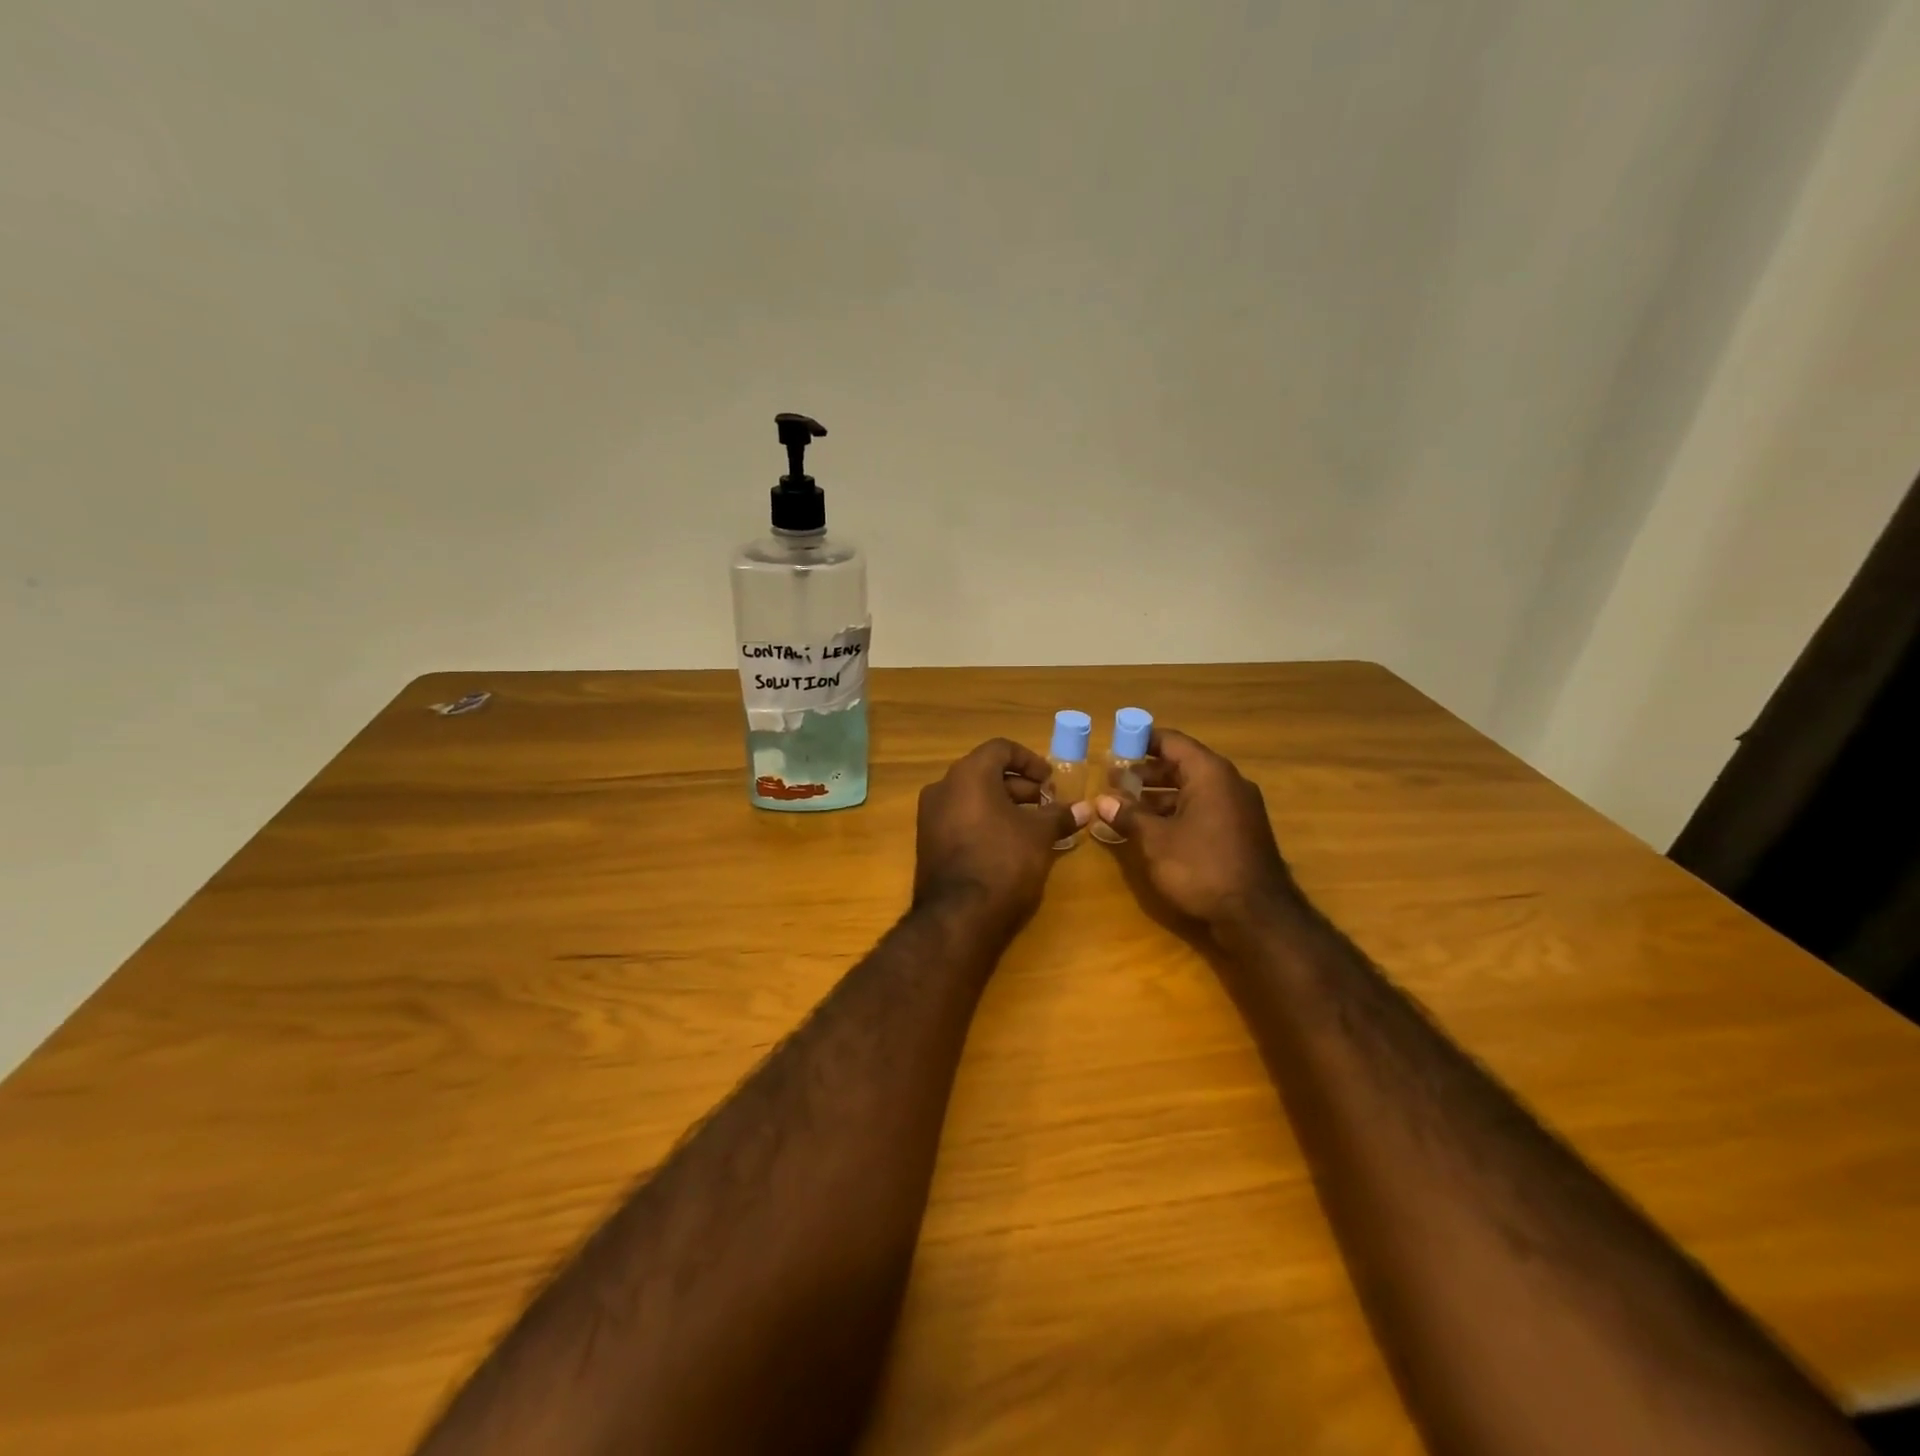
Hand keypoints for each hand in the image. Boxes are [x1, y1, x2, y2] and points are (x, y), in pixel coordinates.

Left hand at [915, 739, 1088, 930]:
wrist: (959, 916)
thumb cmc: (1003, 861)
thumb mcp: (1039, 835)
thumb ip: (1059, 815)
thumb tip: (1084, 809)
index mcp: (968, 774)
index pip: (1001, 749)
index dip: (1030, 760)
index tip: (1051, 781)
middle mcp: (943, 787)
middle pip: (985, 773)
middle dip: (1020, 787)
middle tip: (1047, 804)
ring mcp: (931, 816)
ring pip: (973, 798)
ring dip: (1004, 805)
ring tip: (1033, 826)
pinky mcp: (928, 843)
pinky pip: (961, 819)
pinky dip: (985, 822)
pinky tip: (1009, 844)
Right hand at [1094, 729, 1298, 930]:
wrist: (1257, 916)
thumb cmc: (1202, 867)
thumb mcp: (1156, 841)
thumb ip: (1129, 816)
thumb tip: (1103, 801)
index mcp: (1210, 773)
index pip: (1172, 741)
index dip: (1141, 741)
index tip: (1115, 745)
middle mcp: (1228, 783)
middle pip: (1182, 765)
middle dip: (1146, 772)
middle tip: (1113, 780)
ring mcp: (1238, 808)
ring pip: (1192, 790)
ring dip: (1158, 795)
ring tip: (1125, 806)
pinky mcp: (1240, 832)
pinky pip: (1203, 809)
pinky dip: (1176, 812)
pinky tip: (1152, 829)